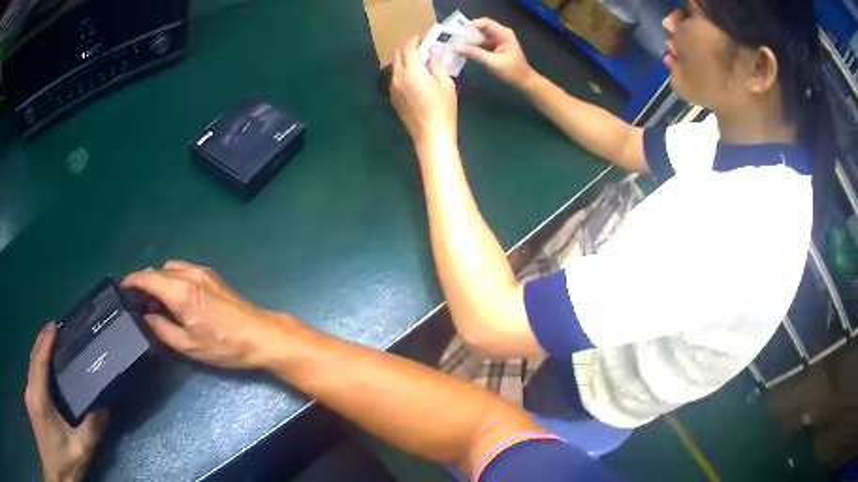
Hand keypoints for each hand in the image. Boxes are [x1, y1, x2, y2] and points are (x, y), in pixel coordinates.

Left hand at [25, 323, 108, 481]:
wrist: (57, 467)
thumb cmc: (63, 461)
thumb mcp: (79, 453)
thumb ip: (90, 432)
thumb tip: (104, 410)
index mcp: (40, 396)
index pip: (40, 360)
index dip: (45, 341)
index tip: (53, 325)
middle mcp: (31, 389)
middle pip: (32, 359)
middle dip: (40, 343)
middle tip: (51, 333)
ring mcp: (29, 396)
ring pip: (30, 368)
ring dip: (37, 355)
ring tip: (46, 350)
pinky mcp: (30, 404)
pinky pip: (30, 379)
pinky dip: (35, 369)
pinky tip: (40, 376)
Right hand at [122, 261, 294, 369]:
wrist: (260, 335)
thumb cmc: (224, 345)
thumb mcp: (188, 345)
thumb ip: (162, 329)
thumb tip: (146, 316)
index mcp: (179, 290)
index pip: (147, 278)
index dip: (132, 281)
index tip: (123, 288)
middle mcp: (189, 274)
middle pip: (158, 271)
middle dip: (145, 283)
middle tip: (139, 303)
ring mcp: (202, 272)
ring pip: (171, 268)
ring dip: (159, 280)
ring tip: (157, 302)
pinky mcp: (212, 275)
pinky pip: (184, 270)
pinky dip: (173, 278)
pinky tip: (175, 297)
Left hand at [390, 36, 457, 145]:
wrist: (430, 134)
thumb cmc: (443, 108)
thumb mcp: (446, 83)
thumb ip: (437, 65)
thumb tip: (434, 52)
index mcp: (411, 71)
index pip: (408, 49)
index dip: (413, 41)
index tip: (419, 38)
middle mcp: (398, 77)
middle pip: (397, 57)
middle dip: (406, 50)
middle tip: (418, 49)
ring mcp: (393, 89)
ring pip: (394, 68)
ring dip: (403, 62)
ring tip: (415, 63)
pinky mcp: (393, 99)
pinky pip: (394, 80)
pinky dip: (401, 73)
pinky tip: (412, 78)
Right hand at [458, 18, 535, 89]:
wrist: (523, 81)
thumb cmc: (513, 72)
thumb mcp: (493, 63)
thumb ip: (476, 54)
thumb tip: (457, 47)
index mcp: (504, 34)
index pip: (485, 23)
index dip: (471, 26)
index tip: (458, 32)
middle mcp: (499, 34)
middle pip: (480, 28)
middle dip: (467, 33)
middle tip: (453, 39)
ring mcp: (496, 40)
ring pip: (478, 35)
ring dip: (468, 40)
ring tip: (455, 45)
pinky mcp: (492, 47)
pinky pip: (479, 43)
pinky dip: (471, 46)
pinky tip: (462, 50)